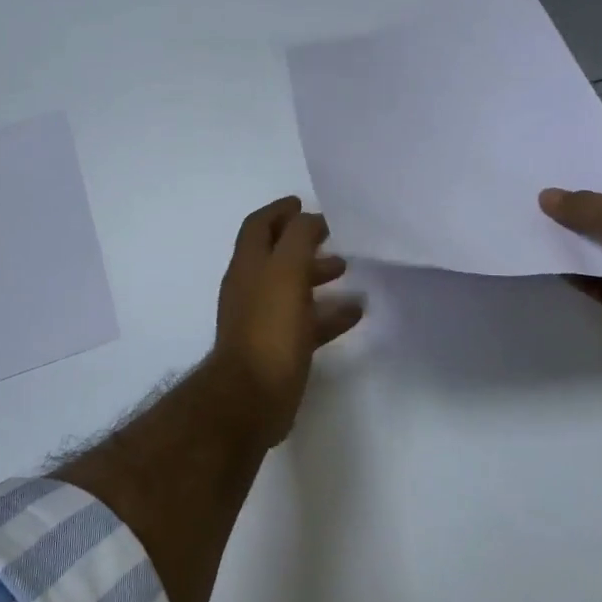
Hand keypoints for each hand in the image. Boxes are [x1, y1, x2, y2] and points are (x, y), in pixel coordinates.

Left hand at [214, 197, 363, 438]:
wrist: (251, 397)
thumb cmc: (269, 327)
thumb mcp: (286, 271)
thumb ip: (298, 238)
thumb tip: (309, 219)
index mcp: (247, 265)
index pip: (258, 226)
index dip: (279, 211)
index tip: (303, 203)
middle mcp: (250, 287)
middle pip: (276, 255)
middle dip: (302, 242)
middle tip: (333, 237)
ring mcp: (262, 319)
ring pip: (292, 288)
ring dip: (316, 275)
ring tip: (347, 270)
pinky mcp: (277, 348)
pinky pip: (305, 322)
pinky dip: (328, 313)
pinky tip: (354, 313)